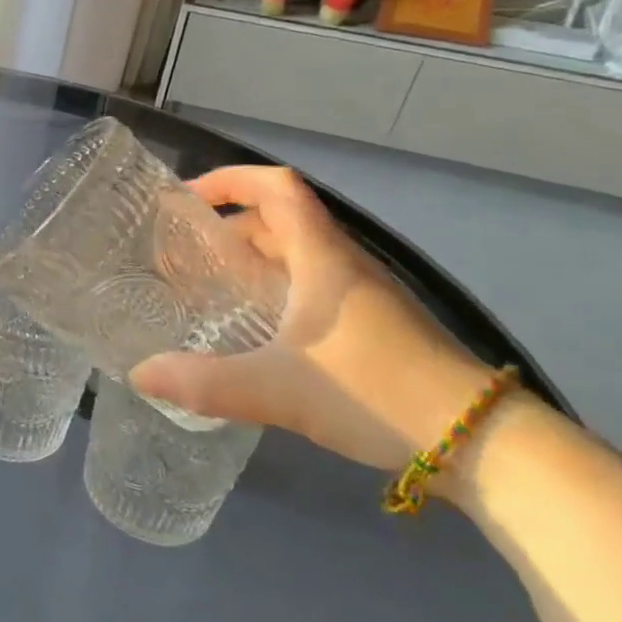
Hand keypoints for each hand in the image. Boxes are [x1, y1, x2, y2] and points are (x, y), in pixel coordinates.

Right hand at [130, 165, 493, 474]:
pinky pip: (315, 286)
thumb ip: (203, 382)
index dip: (230, 180)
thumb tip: (139, 374)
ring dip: (255, 259)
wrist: (483, 442)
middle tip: (188, 254)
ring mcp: (366, 296)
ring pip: (300, 255)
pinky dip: (278, 289)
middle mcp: (344, 265)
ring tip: (213, 288)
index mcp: (322, 257)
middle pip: (282, 220)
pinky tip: (260, 331)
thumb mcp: (277, 389)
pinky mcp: (378, 327)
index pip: (277, 187)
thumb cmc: (375, 391)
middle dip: (230, 227)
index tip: (188, 199)